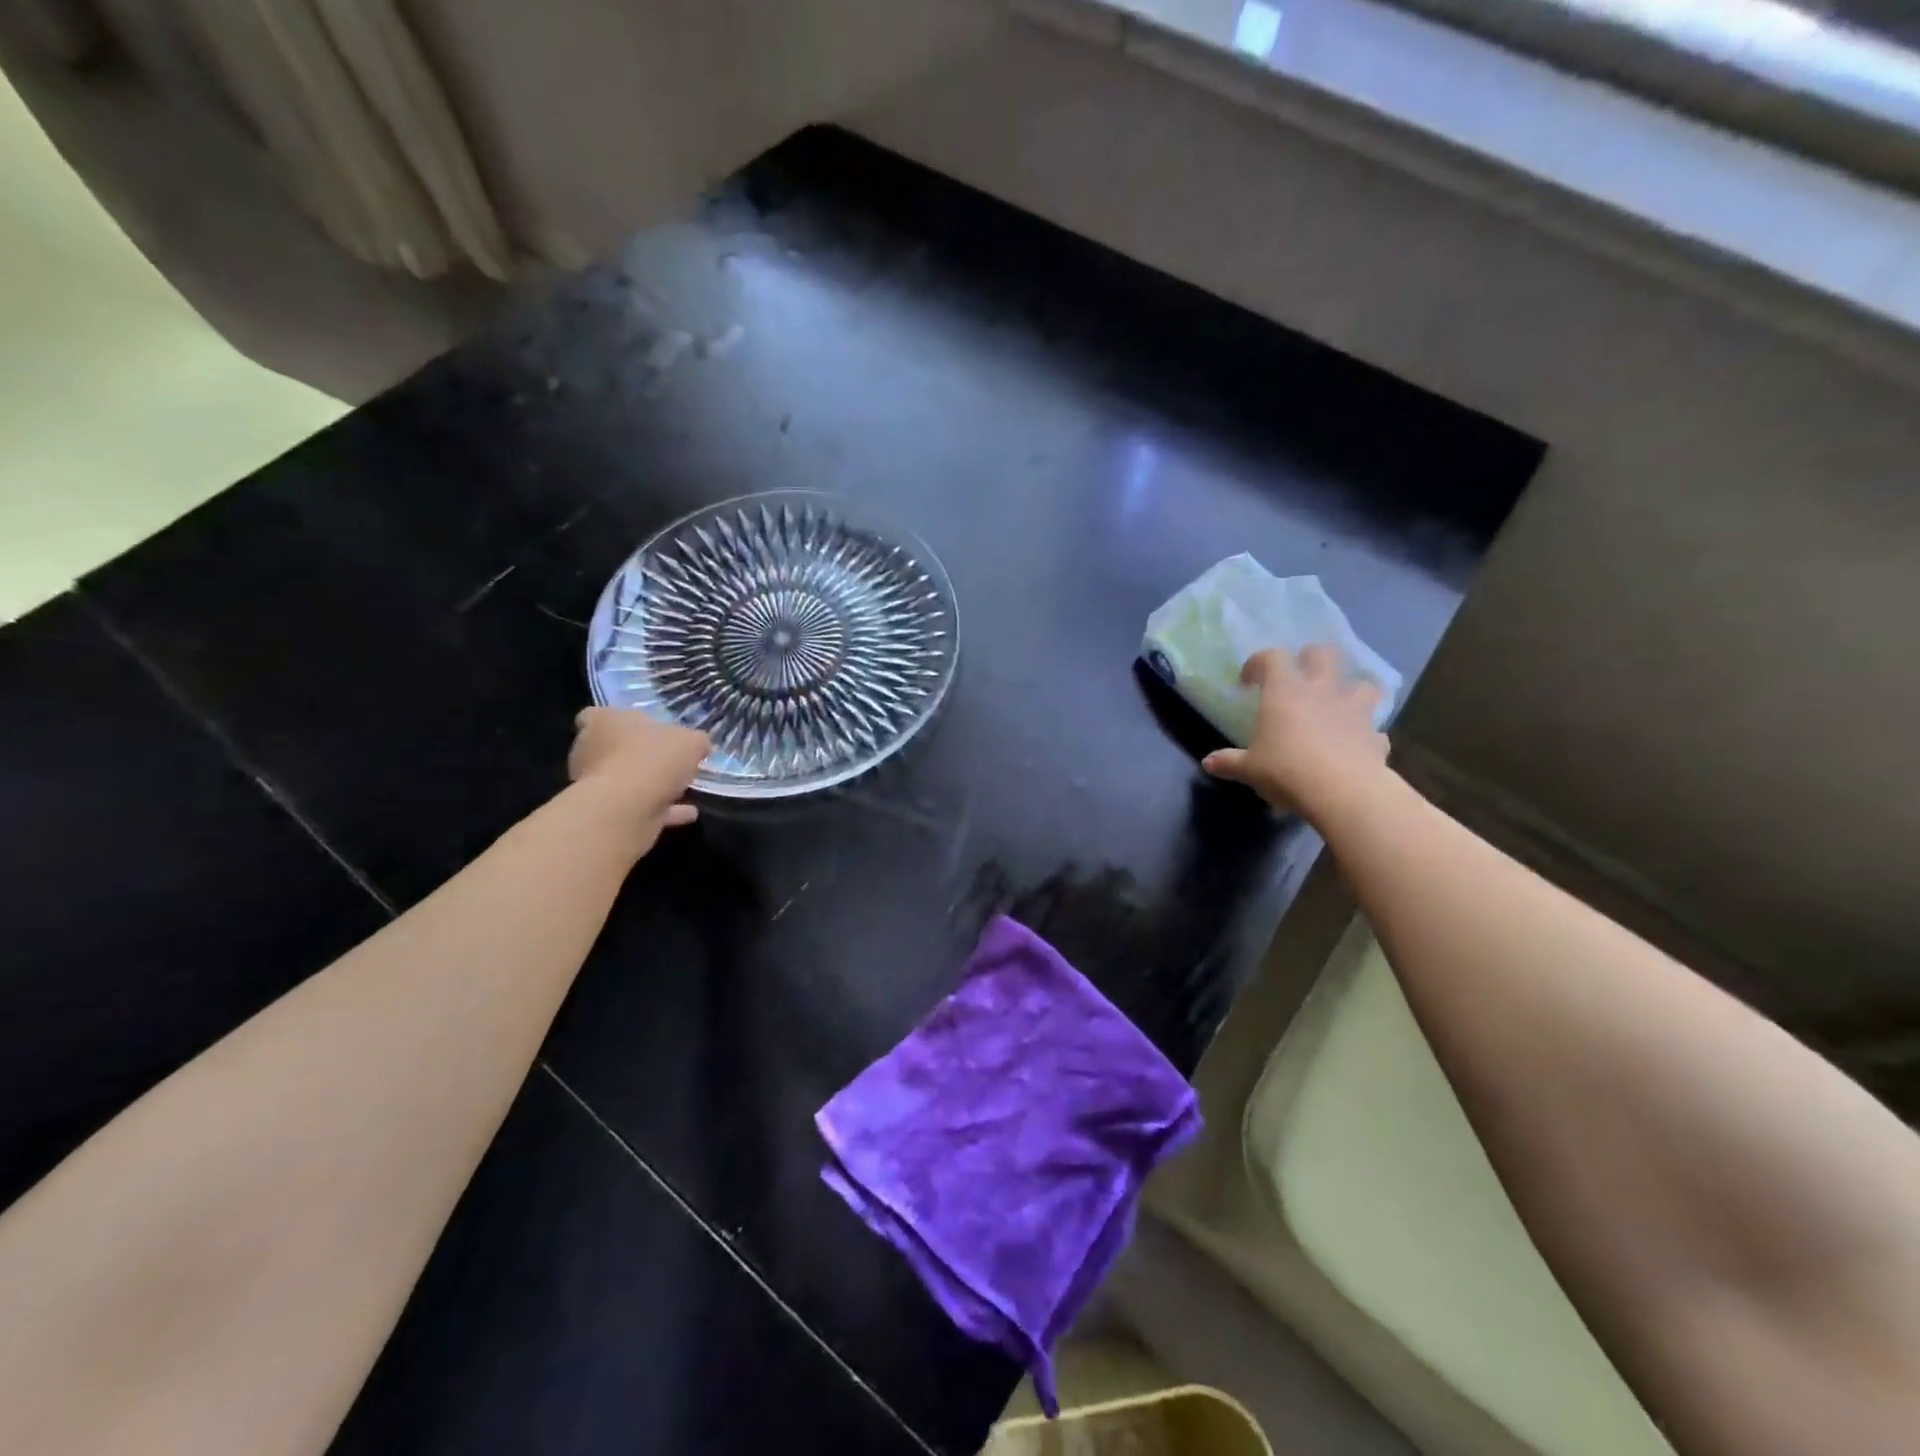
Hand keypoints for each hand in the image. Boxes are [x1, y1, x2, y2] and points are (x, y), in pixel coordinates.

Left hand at [567, 708, 708, 850]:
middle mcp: (591, 750)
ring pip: (624, 780)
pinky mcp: (605, 812)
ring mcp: (594, 784)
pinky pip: (638, 807)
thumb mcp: (690, 741)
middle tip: (667, 759)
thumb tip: (699, 745)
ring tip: (682, 788)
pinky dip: (661, 809)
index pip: (597, 715)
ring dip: (650, 784)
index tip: (643, 731)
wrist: (625, 809)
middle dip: (636, 755)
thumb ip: (695, 741)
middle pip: (611, 749)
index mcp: (604, 722)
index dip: (619, 722)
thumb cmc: (652, 759)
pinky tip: (688, 813)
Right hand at [1201, 645, 1388, 816]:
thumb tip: (1208, 763)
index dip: (1258, 663)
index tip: (1248, 680)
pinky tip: (1357, 746)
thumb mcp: (1249, 769)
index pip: (1272, 658)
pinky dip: (1366, 734)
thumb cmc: (1286, 770)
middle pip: (1324, 654)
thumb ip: (1229, 762)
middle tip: (1300, 676)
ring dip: (1352, 690)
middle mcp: (1322, 691)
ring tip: (1340, 705)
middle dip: (1312, 658)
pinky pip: (1374, 729)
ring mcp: (1354, 710)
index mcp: (1285, 691)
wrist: (1343, 792)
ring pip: (1363, 684)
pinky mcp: (1376, 735)